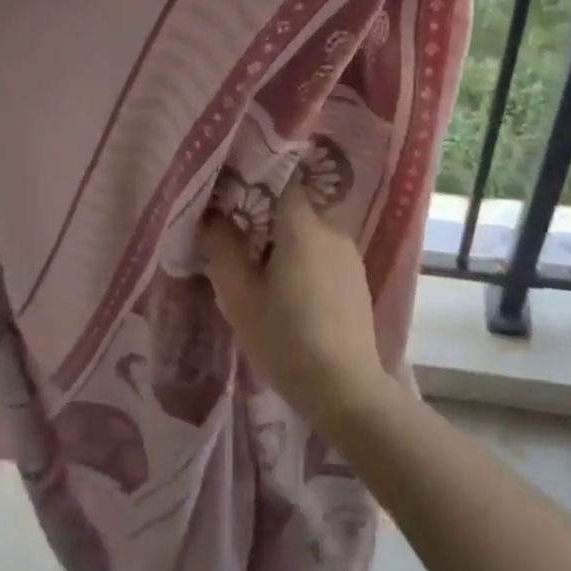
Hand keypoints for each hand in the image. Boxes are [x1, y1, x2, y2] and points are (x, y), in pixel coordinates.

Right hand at [199, 182, 392, 431]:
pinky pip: (324, 255)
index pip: (281, 181)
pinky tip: (291, 293)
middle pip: (293, 209)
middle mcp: (332, 229)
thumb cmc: (286, 339)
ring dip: (285, 244)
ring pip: (309, 233)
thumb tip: (212, 215)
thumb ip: (222, 249)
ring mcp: (349, 254)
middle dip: (265, 220)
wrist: (346, 390)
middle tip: (237, 243)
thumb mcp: (240, 297)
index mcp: (303, 226)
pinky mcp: (357, 278)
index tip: (230, 197)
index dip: (255, 183)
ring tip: (261, 273)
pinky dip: (305, 262)